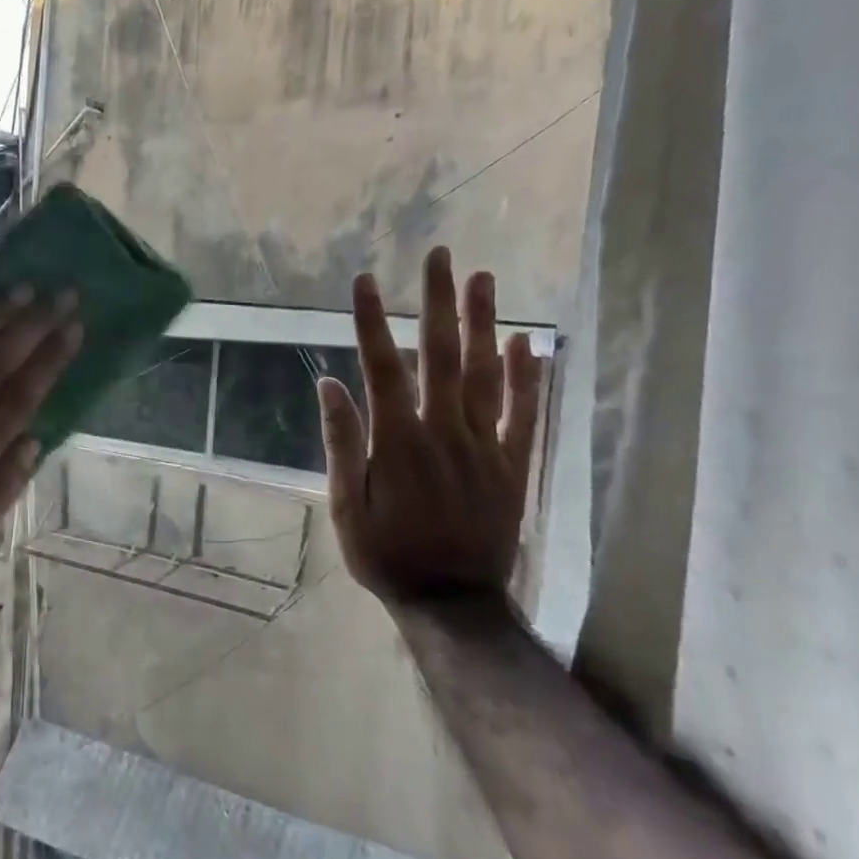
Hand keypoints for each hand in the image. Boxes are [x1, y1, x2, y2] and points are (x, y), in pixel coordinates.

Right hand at [316, 246, 540, 610]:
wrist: (453, 603)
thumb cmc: (387, 555)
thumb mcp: (346, 507)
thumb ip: (341, 443)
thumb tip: (330, 385)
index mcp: (398, 442)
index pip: (383, 367)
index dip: (373, 322)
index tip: (366, 281)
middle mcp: (445, 432)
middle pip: (442, 355)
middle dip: (438, 302)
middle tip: (439, 256)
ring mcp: (486, 446)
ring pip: (487, 374)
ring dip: (484, 323)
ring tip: (482, 279)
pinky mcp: (514, 465)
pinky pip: (526, 414)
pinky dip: (528, 377)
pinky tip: (527, 342)